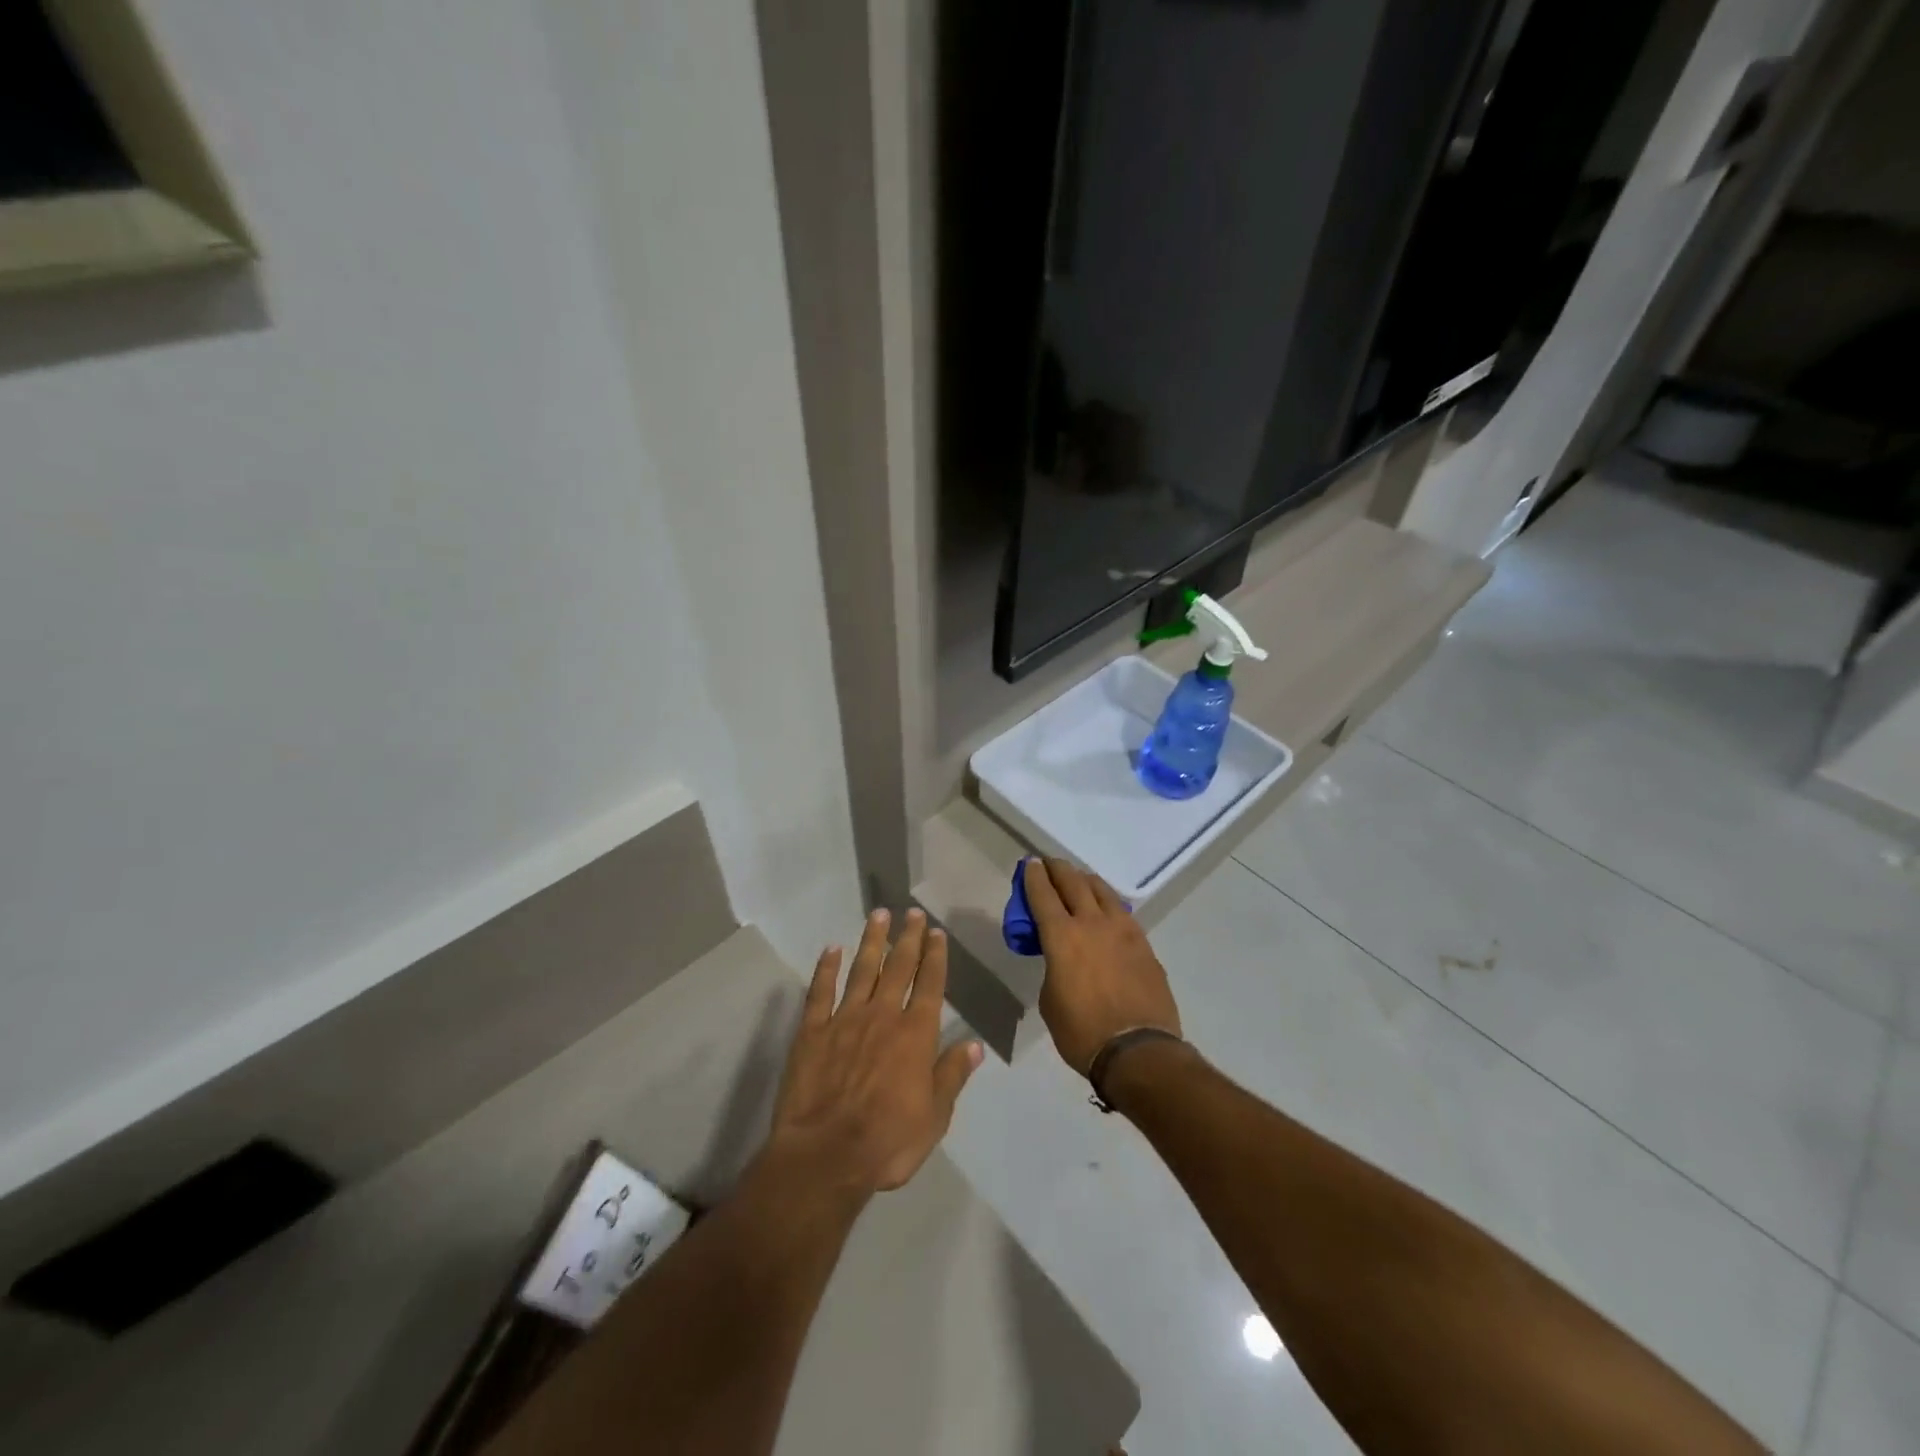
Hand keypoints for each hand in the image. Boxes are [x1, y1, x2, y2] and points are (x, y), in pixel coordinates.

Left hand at [769, 908, 983, 1194]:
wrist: (824, 1156)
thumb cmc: (887, 1142)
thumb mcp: (934, 1118)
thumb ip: (952, 1076)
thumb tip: (974, 1045)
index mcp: (915, 1035)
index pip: (930, 985)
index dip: (935, 957)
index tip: (937, 932)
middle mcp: (882, 1016)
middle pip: (898, 968)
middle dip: (908, 938)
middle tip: (912, 913)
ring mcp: (844, 1019)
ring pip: (862, 970)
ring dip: (872, 941)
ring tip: (879, 915)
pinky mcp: (812, 1031)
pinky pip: (820, 991)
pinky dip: (826, 968)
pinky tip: (831, 949)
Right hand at [1024, 858, 1181, 1075]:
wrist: (1138, 1051)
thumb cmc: (1082, 1032)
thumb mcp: (1050, 1000)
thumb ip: (1053, 967)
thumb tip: (1063, 960)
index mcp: (1062, 936)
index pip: (1043, 895)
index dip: (1033, 876)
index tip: (1030, 864)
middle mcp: (1092, 923)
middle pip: (1073, 883)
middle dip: (1058, 869)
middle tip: (1050, 863)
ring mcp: (1123, 930)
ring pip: (1102, 891)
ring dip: (1086, 881)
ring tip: (1079, 879)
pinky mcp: (1143, 944)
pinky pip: (1122, 912)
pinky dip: (1108, 903)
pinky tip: (1106, 909)